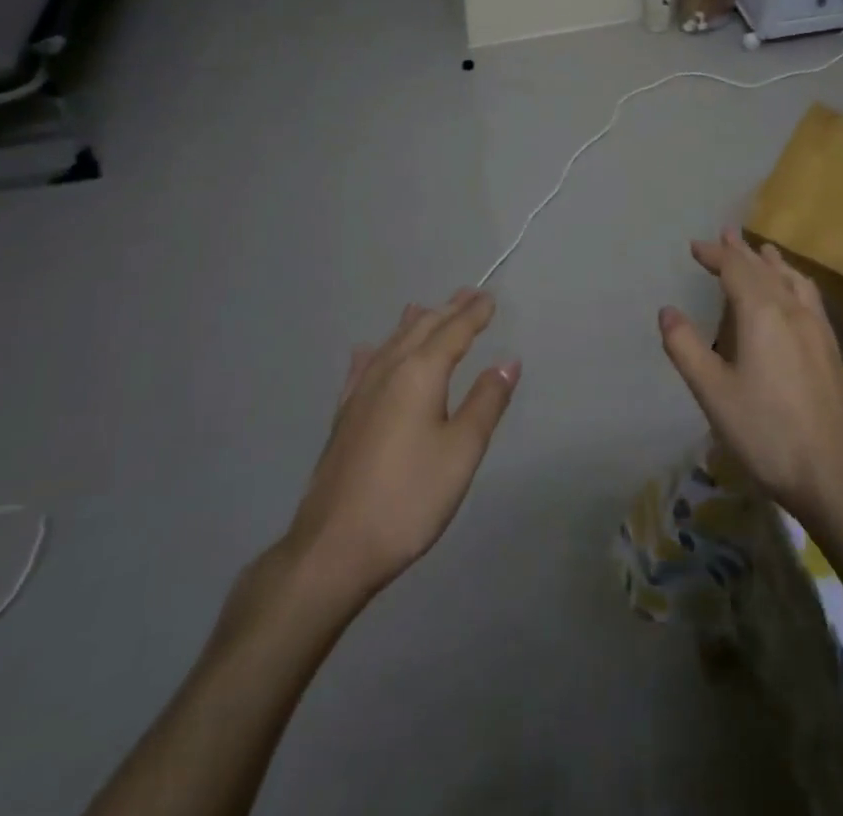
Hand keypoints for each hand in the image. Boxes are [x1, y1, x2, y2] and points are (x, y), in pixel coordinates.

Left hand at [283, 290, 519, 600]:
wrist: (334, 547)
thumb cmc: (409, 498)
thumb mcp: (461, 451)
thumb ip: (486, 401)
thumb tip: (507, 360)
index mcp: (420, 373)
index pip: (453, 332)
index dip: (474, 314)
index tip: (490, 297)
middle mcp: (388, 371)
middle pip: (422, 329)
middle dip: (447, 311)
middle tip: (468, 294)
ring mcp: (360, 392)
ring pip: (392, 342)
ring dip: (415, 324)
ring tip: (426, 309)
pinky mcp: (344, 416)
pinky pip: (364, 366)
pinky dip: (377, 350)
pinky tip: (369, 350)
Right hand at [657, 230, 842, 528]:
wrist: (833, 474)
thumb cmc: (765, 433)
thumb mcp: (713, 392)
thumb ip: (686, 348)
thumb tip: (667, 311)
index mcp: (762, 314)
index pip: (736, 269)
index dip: (715, 254)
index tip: (696, 246)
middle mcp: (792, 310)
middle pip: (765, 268)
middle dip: (742, 251)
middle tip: (726, 234)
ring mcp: (817, 327)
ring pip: (792, 279)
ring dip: (771, 262)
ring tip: (762, 251)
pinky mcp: (830, 347)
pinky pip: (809, 296)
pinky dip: (793, 280)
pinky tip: (794, 293)